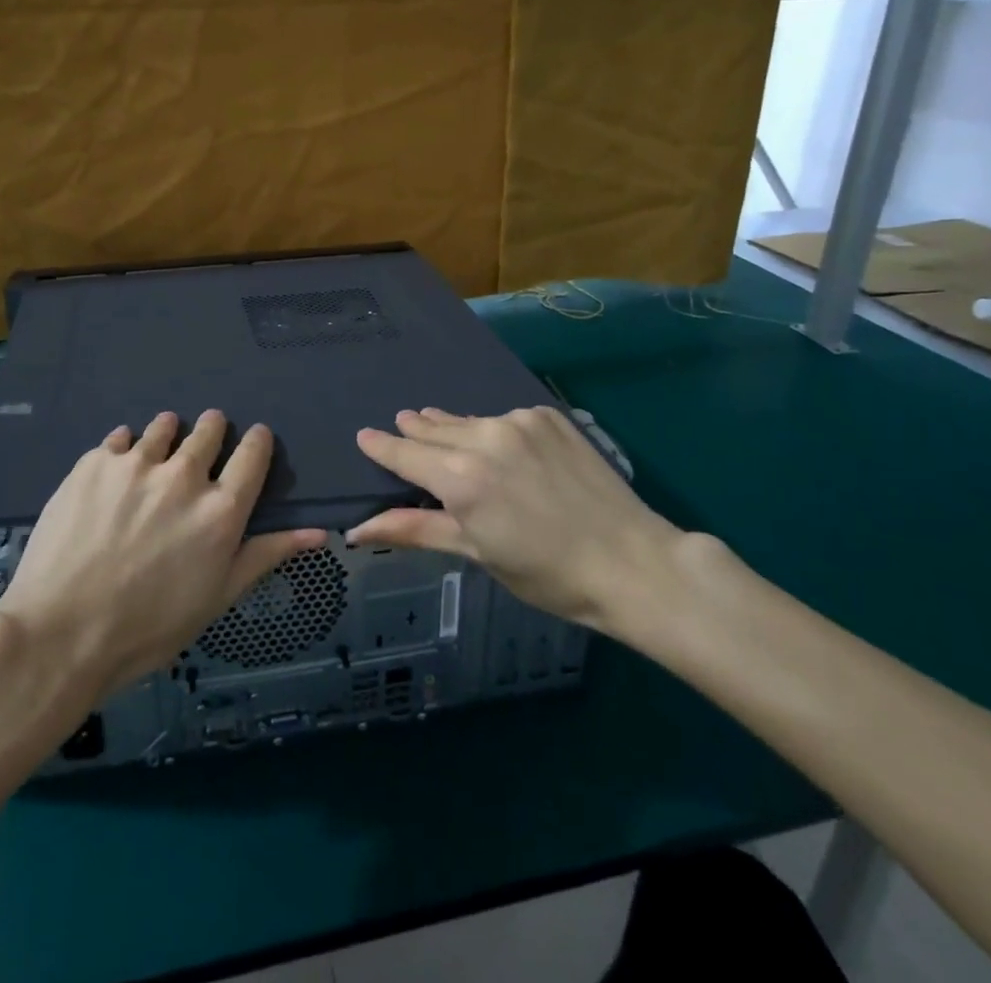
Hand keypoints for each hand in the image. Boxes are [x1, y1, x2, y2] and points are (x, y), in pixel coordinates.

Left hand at [0, 410, 325, 697]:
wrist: (61, 635)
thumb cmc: (148, 627)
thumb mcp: (217, 597)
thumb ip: (265, 554)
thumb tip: (319, 532)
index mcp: (220, 510)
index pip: (254, 452)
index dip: (256, 441)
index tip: (252, 441)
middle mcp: (184, 476)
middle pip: (210, 429)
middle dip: (212, 432)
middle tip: (200, 450)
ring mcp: (136, 464)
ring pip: (164, 426)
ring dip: (168, 435)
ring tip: (157, 457)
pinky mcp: (95, 462)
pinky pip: (120, 439)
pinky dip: (125, 449)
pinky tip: (116, 473)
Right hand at [348, 406, 687, 638]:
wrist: (632, 562)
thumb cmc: (547, 573)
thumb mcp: (476, 553)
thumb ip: (416, 530)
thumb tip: (357, 530)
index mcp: (461, 479)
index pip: (405, 454)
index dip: (382, 446)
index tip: (363, 435)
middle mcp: (484, 438)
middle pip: (433, 430)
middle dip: (415, 431)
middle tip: (402, 424)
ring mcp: (519, 422)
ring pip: (468, 421)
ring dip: (451, 428)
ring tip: (437, 426)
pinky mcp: (547, 417)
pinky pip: (503, 419)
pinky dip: (491, 430)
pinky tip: (498, 444)